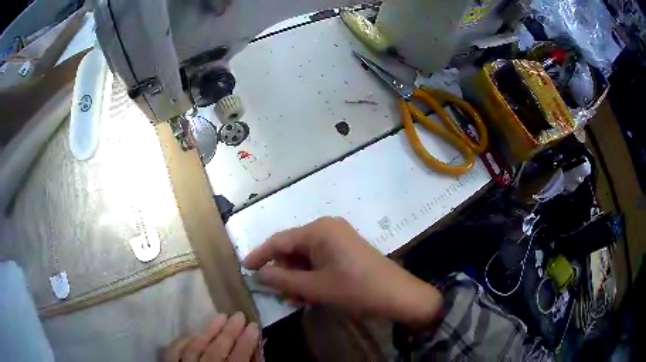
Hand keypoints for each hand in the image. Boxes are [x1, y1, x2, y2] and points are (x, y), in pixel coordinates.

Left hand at [164, 312, 259, 361]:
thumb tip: (256, 350)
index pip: (237, 359)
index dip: (247, 342)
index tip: (254, 325)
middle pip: (216, 351)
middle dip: (229, 332)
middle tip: (239, 315)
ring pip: (196, 348)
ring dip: (209, 331)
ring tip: (221, 316)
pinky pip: (173, 352)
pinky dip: (183, 342)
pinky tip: (192, 333)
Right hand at [243, 217, 442, 325]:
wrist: (398, 295)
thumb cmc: (355, 289)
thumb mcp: (315, 287)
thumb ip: (284, 279)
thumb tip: (261, 274)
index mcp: (318, 230)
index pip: (279, 240)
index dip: (260, 255)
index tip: (245, 267)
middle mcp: (327, 227)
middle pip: (293, 247)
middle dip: (282, 270)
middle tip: (275, 291)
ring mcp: (339, 237)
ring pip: (306, 255)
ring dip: (296, 275)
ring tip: (293, 297)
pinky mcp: (346, 249)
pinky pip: (320, 259)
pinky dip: (311, 274)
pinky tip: (308, 292)